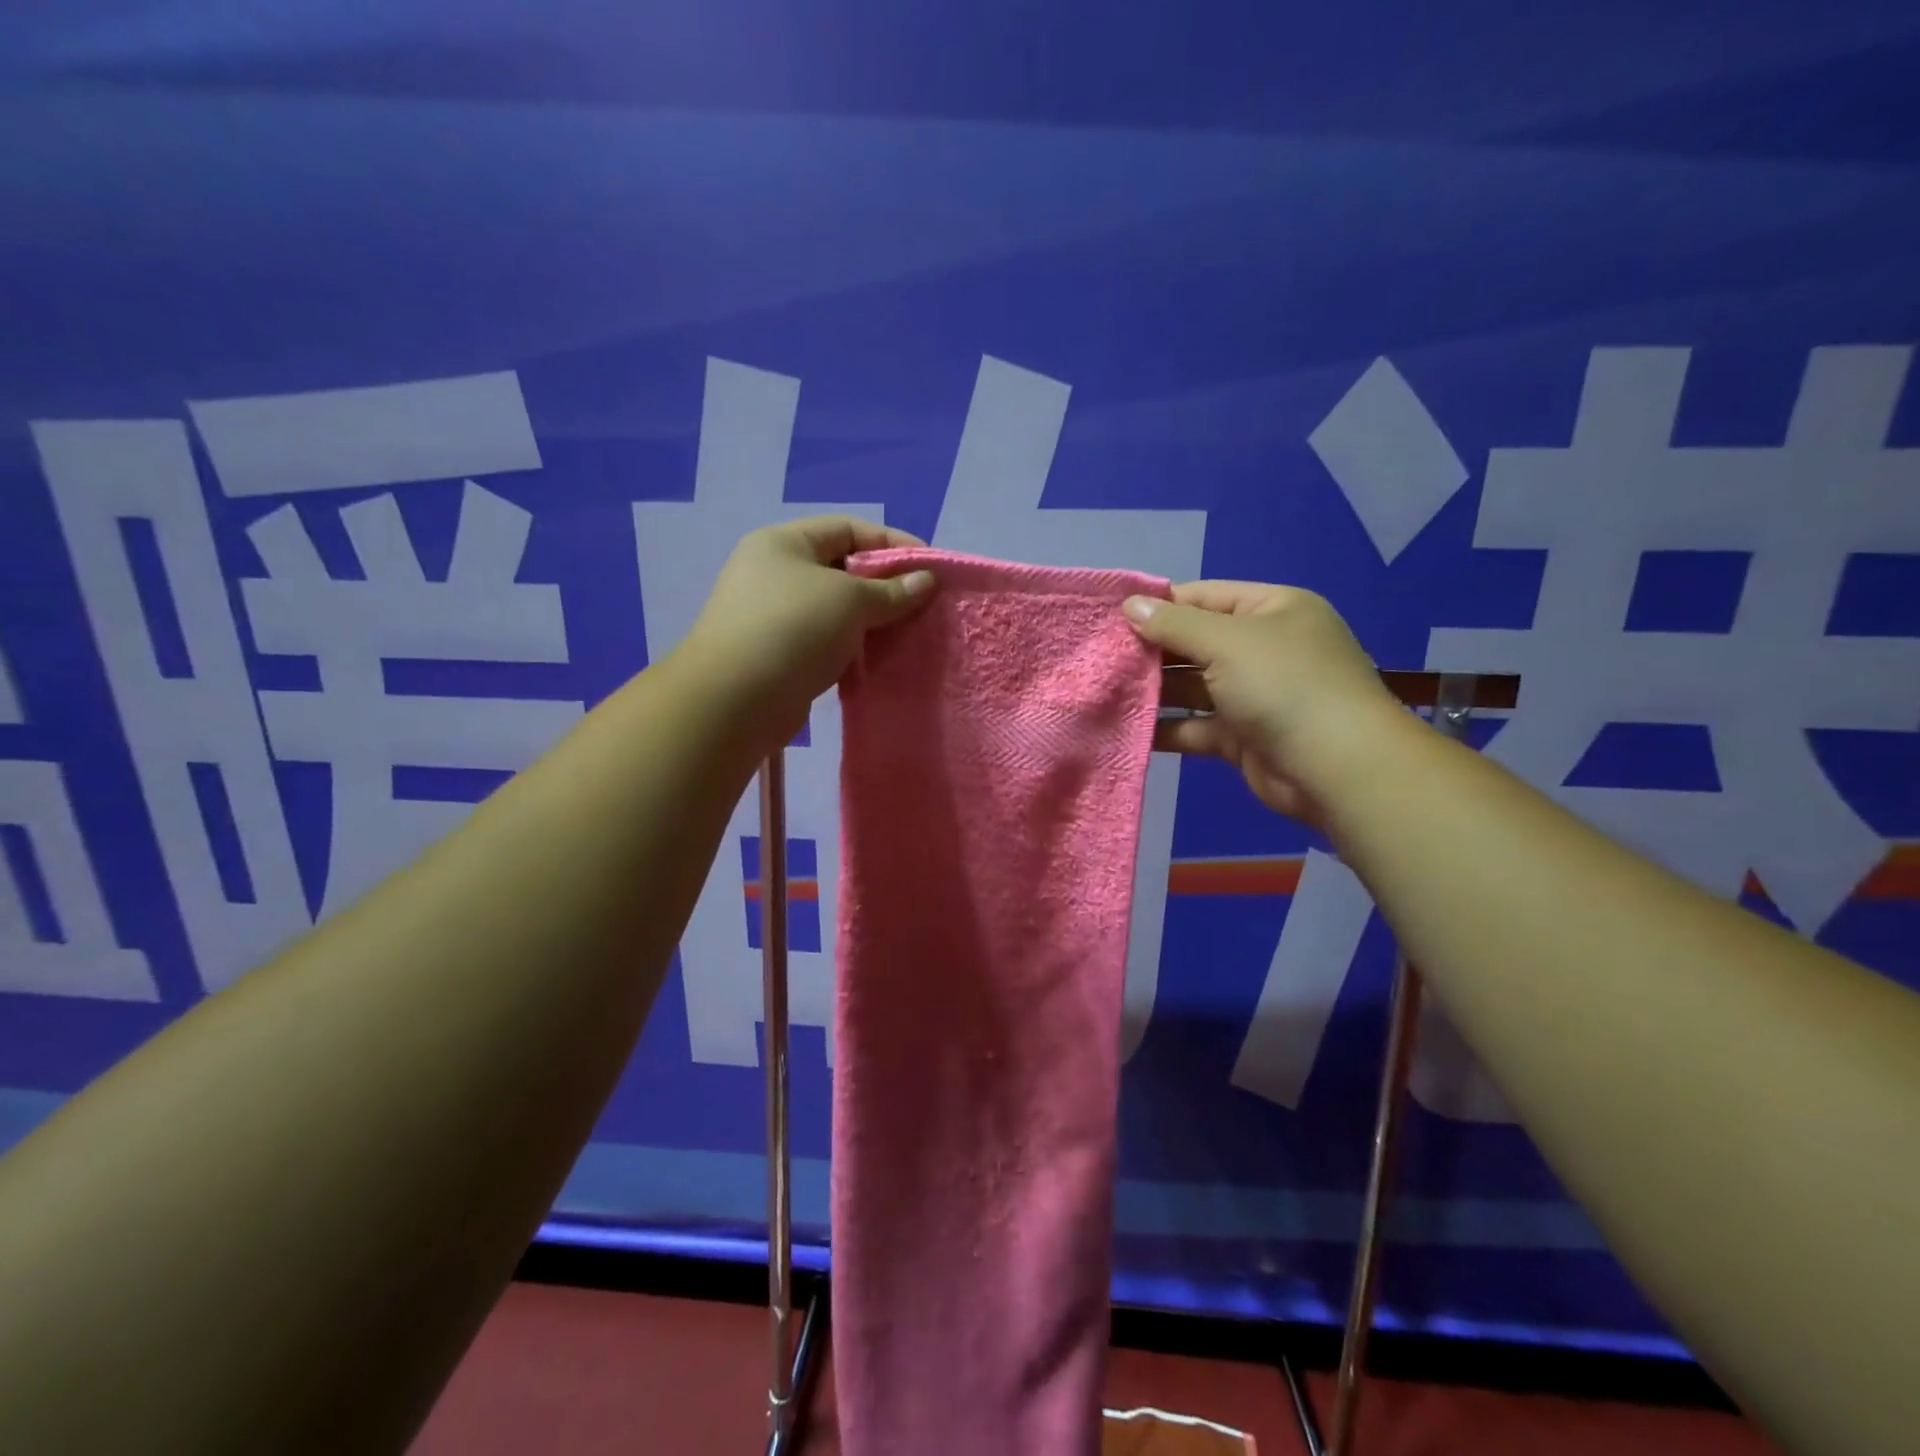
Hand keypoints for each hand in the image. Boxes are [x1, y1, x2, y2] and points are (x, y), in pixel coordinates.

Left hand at [681, 516, 936, 745]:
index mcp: (784, 543)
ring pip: (836, 610)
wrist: (735, 700)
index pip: (848, 529)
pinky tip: (879, 659)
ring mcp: (773, 616)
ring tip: (908, 634)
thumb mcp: (850, 600)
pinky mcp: (779, 655)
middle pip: (842, 569)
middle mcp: (774, 573)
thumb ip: (892, 590)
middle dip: (886, 585)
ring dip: (872, 620)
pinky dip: (854, 647)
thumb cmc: (793, 629)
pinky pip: (826, 641)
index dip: (892, 543)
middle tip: (923, 605)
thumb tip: (926, 581)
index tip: (930, 568)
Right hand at [1123, 582, 1403, 821]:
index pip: (1203, 597)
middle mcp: (1263, 648)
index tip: (1110, 617)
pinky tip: (1127, 729)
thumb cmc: (1283, 686)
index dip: (1158, 606)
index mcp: (1271, 610)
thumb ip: (1174, 624)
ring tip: (1104, 691)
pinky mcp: (1242, 737)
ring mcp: (1253, 694)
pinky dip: (1167, 729)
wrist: (1337, 768)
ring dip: (1154, 691)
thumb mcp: (1227, 641)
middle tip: (1099, 657)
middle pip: (1195, 642)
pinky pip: (1196, 726)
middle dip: (1150, 651)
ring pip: (1192, 687)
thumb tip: (1130, 605)